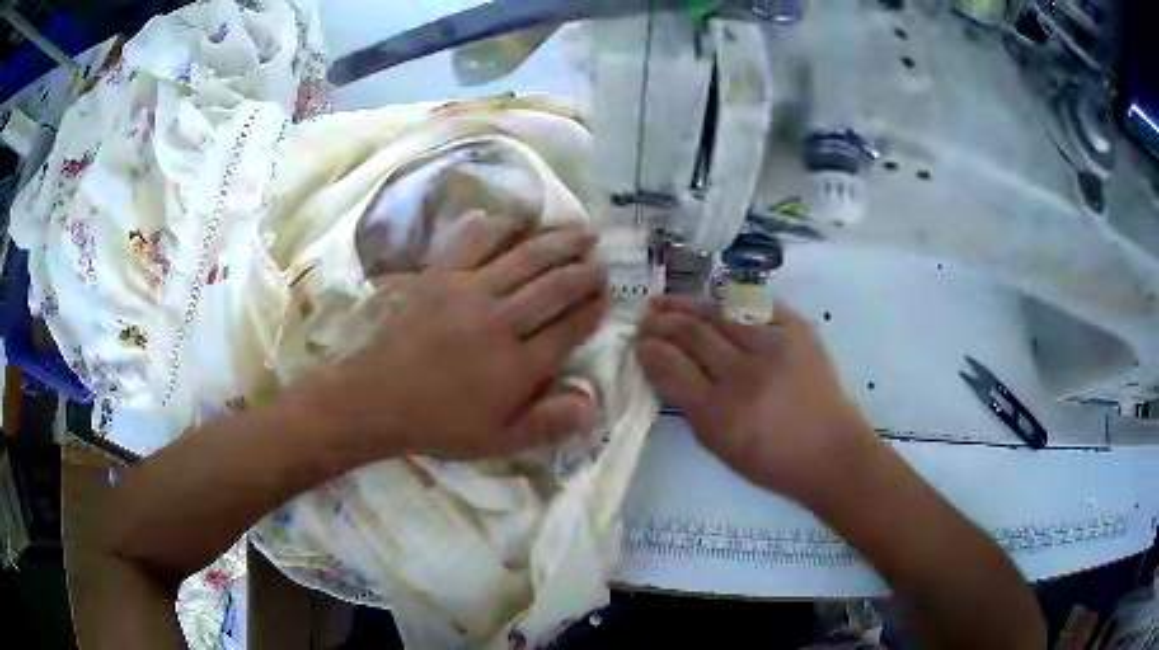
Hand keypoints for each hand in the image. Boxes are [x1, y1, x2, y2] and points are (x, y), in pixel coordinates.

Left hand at [305, 213, 608, 461]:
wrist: (377, 398)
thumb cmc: (440, 424)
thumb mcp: (498, 441)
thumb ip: (547, 424)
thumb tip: (593, 406)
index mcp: (516, 366)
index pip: (568, 329)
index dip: (592, 310)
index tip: (607, 297)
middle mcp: (499, 321)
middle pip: (554, 286)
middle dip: (584, 271)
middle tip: (601, 261)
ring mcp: (468, 292)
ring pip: (524, 257)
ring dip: (557, 242)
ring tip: (580, 232)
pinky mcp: (439, 275)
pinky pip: (474, 240)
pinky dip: (499, 226)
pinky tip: (518, 220)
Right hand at [636, 296, 875, 504]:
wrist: (830, 450)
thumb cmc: (771, 460)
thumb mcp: (718, 447)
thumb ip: (688, 405)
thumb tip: (663, 365)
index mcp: (720, 415)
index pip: (672, 368)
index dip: (650, 350)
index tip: (638, 341)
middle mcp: (744, 375)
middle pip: (693, 334)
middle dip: (663, 322)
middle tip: (646, 317)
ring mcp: (774, 346)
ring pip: (719, 313)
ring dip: (687, 305)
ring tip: (666, 302)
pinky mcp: (797, 329)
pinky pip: (753, 305)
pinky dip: (727, 302)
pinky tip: (710, 301)